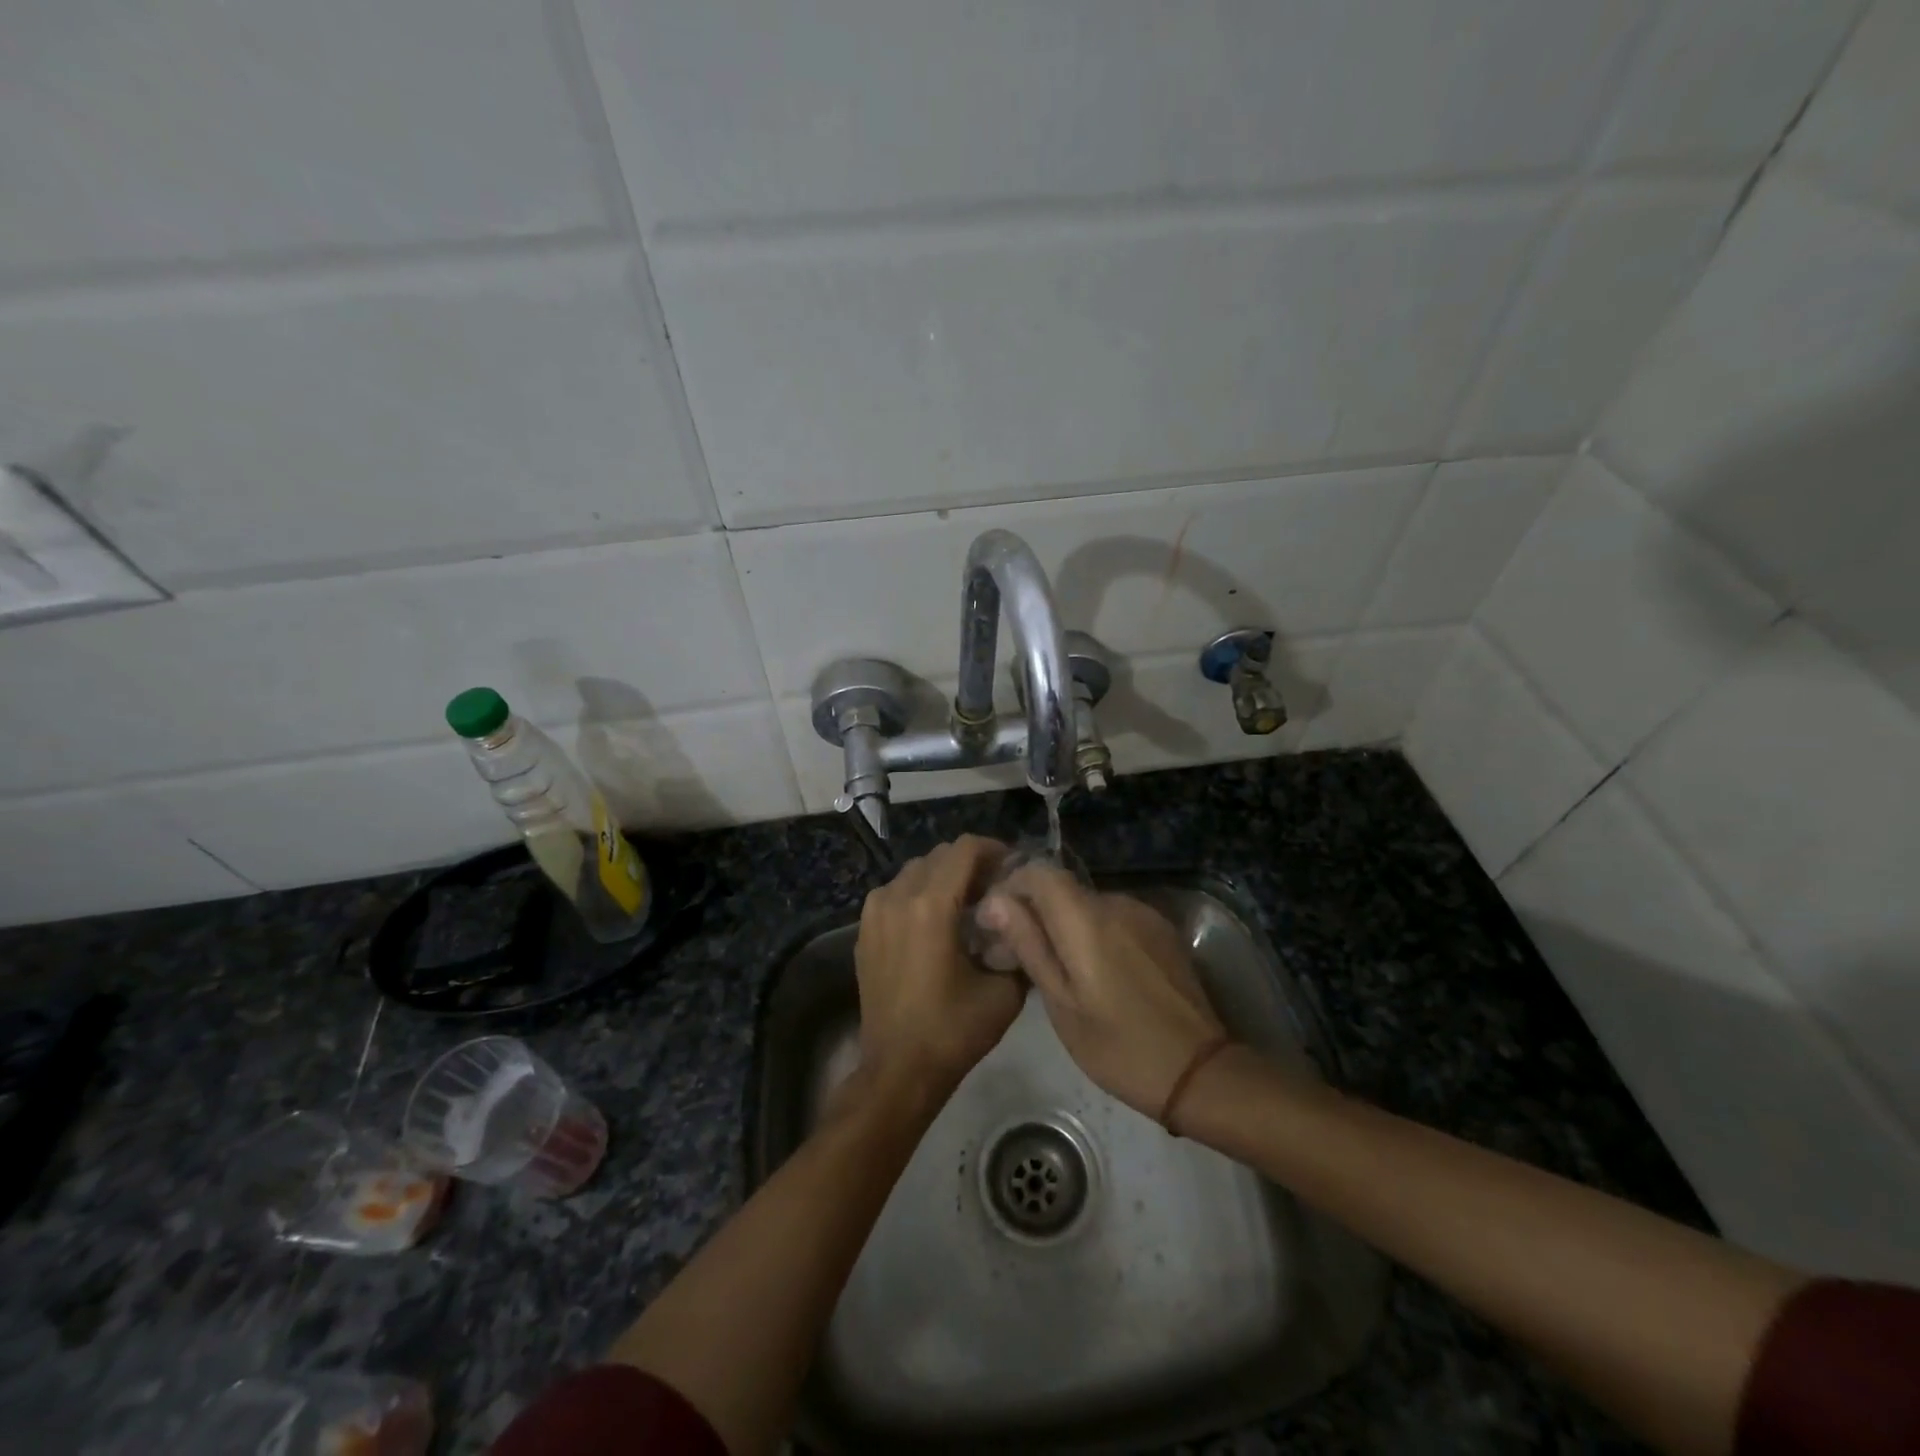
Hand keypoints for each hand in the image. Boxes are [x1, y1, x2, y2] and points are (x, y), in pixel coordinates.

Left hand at [853, 835, 1025, 1099]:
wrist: (898, 1070)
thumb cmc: (953, 1030)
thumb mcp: (1005, 991)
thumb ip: (1018, 945)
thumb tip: (1024, 918)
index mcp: (931, 906)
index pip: (965, 849)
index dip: (994, 850)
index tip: (1013, 868)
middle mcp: (897, 897)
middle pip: (939, 855)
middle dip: (970, 864)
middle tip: (995, 888)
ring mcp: (874, 912)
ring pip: (915, 871)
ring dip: (943, 877)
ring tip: (966, 905)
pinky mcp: (864, 930)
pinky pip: (895, 892)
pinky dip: (919, 894)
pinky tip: (936, 923)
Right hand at [978, 866, 1223, 1118]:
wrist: (1198, 1071)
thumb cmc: (1118, 1046)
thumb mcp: (1062, 1003)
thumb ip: (1029, 944)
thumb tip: (995, 901)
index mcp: (1087, 919)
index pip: (1039, 871)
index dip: (1012, 887)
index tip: (998, 922)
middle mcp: (1116, 902)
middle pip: (1063, 888)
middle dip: (1037, 911)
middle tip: (1022, 954)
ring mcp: (1144, 914)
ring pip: (1088, 904)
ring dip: (1067, 924)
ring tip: (1061, 968)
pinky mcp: (1162, 929)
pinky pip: (1115, 918)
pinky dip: (1096, 933)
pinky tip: (1099, 972)